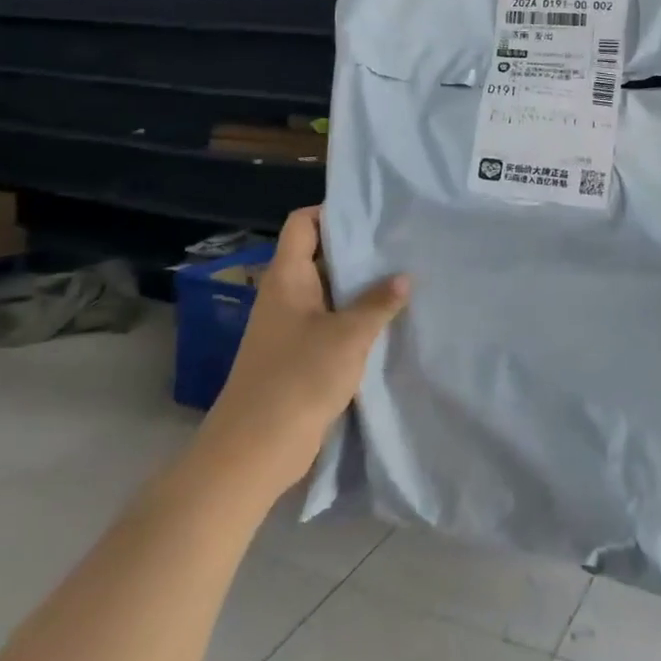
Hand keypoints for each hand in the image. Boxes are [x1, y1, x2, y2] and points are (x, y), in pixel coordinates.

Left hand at [204, 206, 408, 495]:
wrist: (255, 449)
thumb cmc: (299, 377)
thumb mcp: (349, 335)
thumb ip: (378, 302)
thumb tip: (404, 276)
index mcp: (287, 276)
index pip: (303, 223)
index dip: (332, 211)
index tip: (373, 214)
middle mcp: (285, 294)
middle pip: (319, 255)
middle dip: (357, 249)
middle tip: (400, 243)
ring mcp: (290, 326)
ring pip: (328, 290)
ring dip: (359, 286)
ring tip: (403, 276)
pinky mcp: (298, 354)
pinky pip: (329, 321)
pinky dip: (354, 316)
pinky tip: (387, 319)